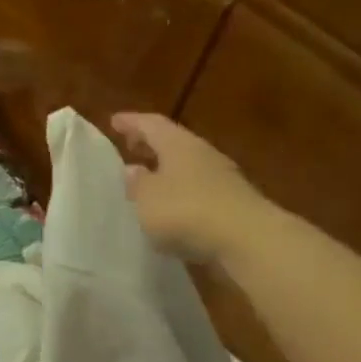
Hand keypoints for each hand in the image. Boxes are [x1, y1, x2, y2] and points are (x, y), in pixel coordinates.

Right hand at [111, 112, 272, 262]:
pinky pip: (198, 192)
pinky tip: (170, 209)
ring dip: (166, 172)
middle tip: (130, 147)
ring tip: (147, 182)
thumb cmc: (186, 211)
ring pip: (187, 168)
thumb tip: (132, 169)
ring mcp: (222, 179)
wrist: (247, 240)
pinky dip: (180, 195)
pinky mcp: (231, 204)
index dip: (132, 122)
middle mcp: (202, 155)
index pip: (152, 124)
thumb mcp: (147, 198)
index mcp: (179, 145)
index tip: (114, 121)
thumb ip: (137, 184)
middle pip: (173, 143)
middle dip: (150, 145)